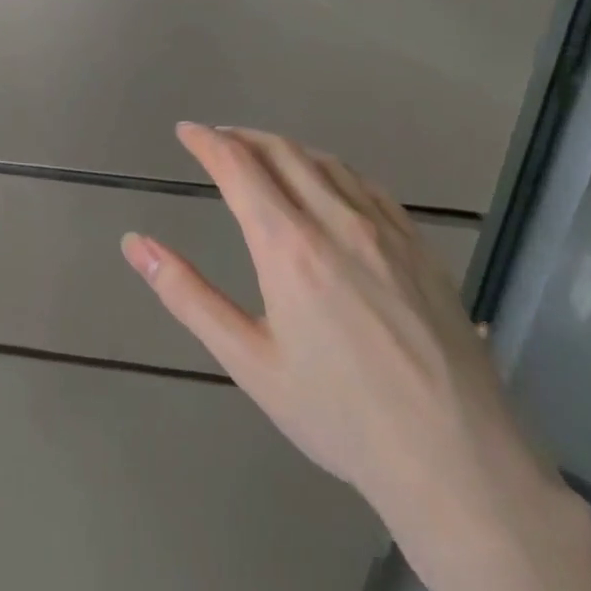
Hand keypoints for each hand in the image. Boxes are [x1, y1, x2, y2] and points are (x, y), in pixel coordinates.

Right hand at [121, 122, 568, 587]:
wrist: (456, 459)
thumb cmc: (338, 415)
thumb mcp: (248, 361)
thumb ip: (187, 296)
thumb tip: (135, 244)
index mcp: (288, 246)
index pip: (238, 166)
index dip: (207, 141)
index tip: (185, 131)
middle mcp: (337, 221)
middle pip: (282, 152)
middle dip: (242, 136)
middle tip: (216, 138)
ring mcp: (386, 230)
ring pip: (326, 162)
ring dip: (285, 147)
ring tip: (262, 153)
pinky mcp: (419, 247)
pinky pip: (367, 185)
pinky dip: (331, 168)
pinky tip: (328, 183)